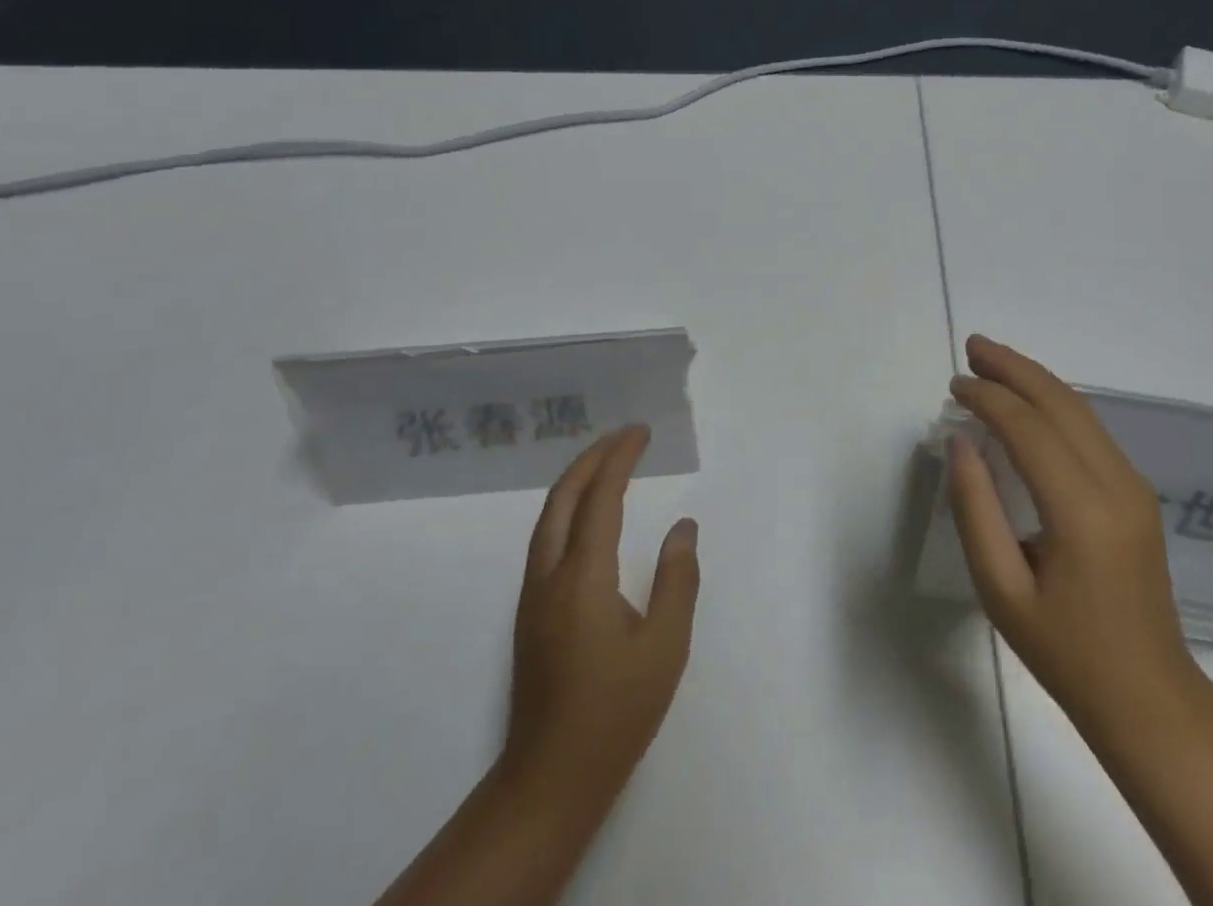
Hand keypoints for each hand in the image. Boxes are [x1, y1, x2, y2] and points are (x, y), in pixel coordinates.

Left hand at [497, 425, 700, 812]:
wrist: (549, 780)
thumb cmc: (615, 712)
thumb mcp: (665, 647)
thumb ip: (677, 579)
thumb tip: (683, 527)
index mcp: (583, 577)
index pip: (600, 497)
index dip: (620, 457)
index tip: (642, 432)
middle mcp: (549, 576)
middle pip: (563, 497)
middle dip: (592, 458)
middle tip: (625, 437)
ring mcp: (533, 596)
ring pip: (548, 518)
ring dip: (576, 481)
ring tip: (607, 463)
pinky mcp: (530, 614)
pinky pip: (546, 539)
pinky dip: (568, 508)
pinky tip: (588, 518)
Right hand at [947, 335, 1196, 745]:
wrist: (1149, 696)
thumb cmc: (1066, 652)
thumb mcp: (1001, 591)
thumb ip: (976, 510)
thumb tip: (961, 442)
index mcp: (1082, 512)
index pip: (1030, 429)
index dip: (989, 397)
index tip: (955, 384)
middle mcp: (1116, 484)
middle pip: (1061, 403)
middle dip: (1014, 368)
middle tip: (972, 346)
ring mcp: (1134, 485)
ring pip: (1080, 409)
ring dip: (1035, 379)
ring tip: (992, 361)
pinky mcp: (1137, 492)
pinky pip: (1090, 429)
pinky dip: (1053, 403)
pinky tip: (1027, 401)